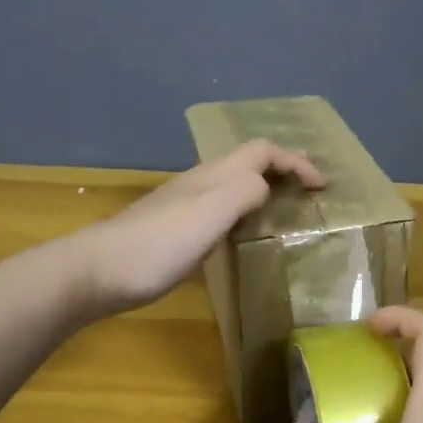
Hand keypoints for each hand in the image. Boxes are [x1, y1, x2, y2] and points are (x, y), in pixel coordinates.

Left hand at [73, 140, 324, 313]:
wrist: (99, 271)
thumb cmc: (159, 244)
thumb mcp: (211, 214)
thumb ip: (244, 192)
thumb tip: (265, 188)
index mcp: (213, 175)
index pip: (262, 151)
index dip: (295, 162)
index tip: (322, 186)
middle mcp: (200, 182)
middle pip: (248, 161)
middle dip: (283, 166)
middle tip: (310, 184)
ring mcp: (185, 205)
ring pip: (234, 182)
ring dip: (265, 186)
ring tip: (286, 204)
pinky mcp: (176, 229)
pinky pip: (222, 206)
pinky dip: (246, 209)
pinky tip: (244, 230)